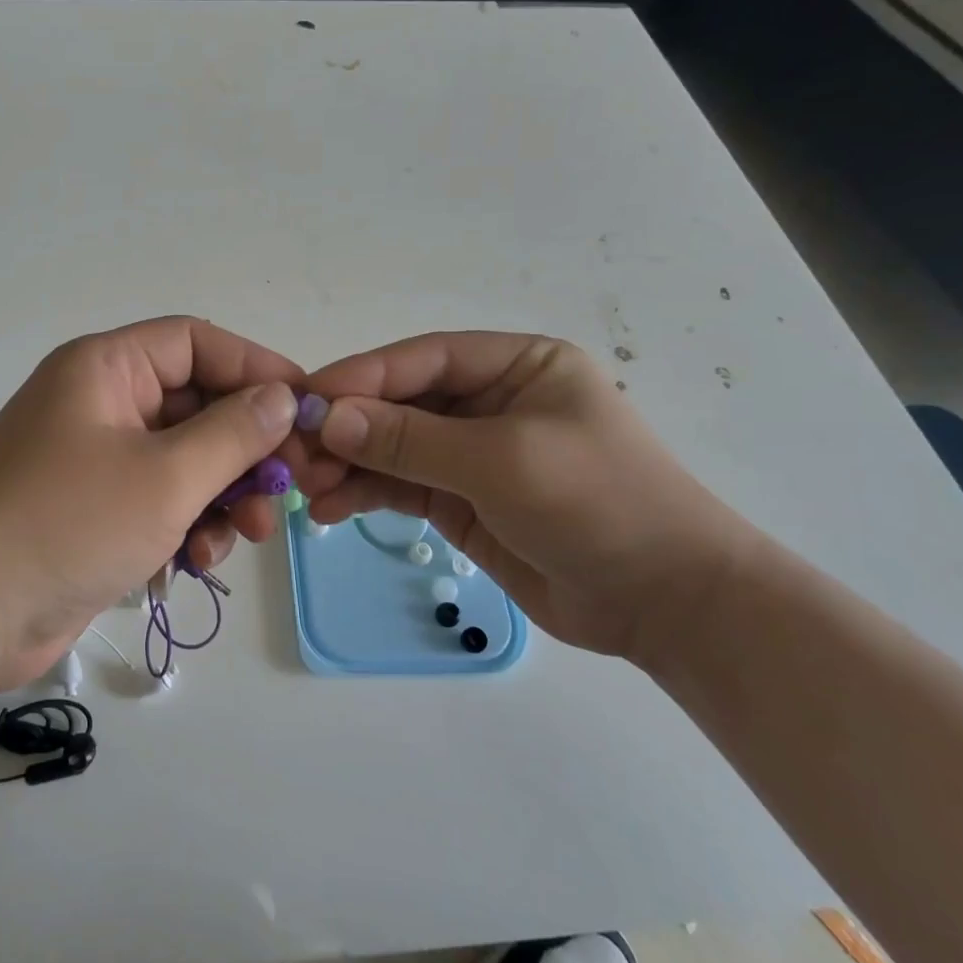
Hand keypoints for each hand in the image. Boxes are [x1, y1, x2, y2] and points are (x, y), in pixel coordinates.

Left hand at [0, 317, 301, 694]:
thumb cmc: (66, 524)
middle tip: (287, 489)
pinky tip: (196, 562)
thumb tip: (283, 397)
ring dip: (222, 495)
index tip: (307, 406)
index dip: (256, 367)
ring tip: (246, 536)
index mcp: (106, 369)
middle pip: (195, 406)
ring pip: (184, 460)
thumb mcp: (166, 476)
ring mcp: (95, 460)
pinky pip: (159, 502)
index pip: (196, 343)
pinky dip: (187, 525)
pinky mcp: (93, 511)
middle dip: (245, 450)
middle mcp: (100, 403)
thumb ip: (234, 434)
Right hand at [299, 333, 760, 662]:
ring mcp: (472, 453)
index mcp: (515, 365)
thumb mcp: (503, 461)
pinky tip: (330, 510)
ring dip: (348, 464)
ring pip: (392, 447)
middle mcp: (489, 401)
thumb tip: (329, 418)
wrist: (666, 604)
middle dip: (348, 427)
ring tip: (307, 487)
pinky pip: (400, 486)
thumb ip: (412, 439)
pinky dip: (364, 494)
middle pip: (399, 402)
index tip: (305, 400)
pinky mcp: (460, 500)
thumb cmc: (599, 504)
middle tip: (296, 454)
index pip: (422, 359)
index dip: (361, 377)